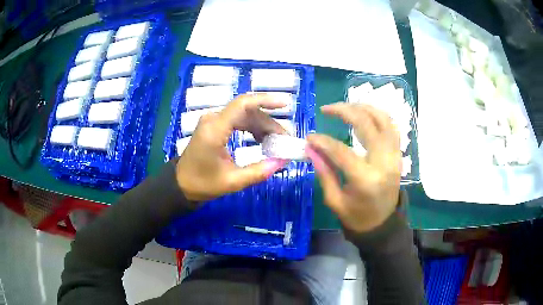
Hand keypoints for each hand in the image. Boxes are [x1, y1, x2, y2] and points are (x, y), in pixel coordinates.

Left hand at [176, 93, 288, 201]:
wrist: (181, 184)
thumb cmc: (203, 183)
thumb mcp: (232, 182)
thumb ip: (258, 172)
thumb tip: (281, 162)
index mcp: (215, 129)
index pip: (242, 105)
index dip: (265, 101)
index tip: (285, 104)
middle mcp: (214, 119)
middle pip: (247, 111)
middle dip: (269, 123)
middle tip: (285, 139)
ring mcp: (213, 121)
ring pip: (244, 116)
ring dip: (262, 126)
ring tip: (277, 142)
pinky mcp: (215, 126)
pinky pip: (238, 121)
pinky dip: (252, 129)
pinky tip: (262, 140)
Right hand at [306, 103, 401, 232]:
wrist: (383, 223)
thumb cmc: (357, 217)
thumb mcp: (335, 200)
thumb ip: (324, 172)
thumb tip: (311, 148)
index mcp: (366, 180)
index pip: (341, 151)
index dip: (322, 141)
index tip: (309, 137)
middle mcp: (384, 162)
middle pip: (366, 124)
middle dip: (344, 111)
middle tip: (327, 109)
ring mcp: (394, 156)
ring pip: (383, 119)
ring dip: (363, 107)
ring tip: (346, 106)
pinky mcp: (398, 154)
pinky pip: (391, 126)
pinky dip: (378, 115)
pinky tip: (364, 114)